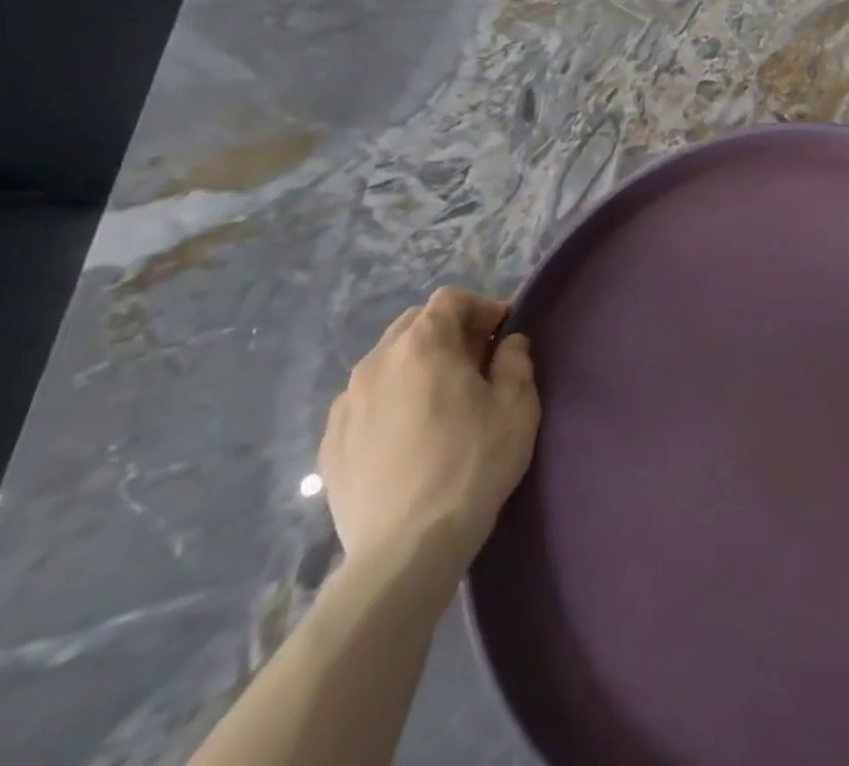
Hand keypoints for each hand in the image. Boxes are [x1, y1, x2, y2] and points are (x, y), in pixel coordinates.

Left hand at [319, 288, 540, 574]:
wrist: (405, 549)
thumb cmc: (472, 463)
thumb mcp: (517, 406)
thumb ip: (516, 361)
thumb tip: (509, 344)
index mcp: (423, 344)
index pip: (450, 300)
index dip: (481, 307)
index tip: (504, 332)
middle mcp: (377, 362)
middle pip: (414, 325)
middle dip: (448, 334)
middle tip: (476, 363)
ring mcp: (346, 404)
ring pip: (386, 364)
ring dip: (416, 367)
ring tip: (440, 401)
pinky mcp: (330, 445)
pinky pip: (365, 403)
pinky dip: (390, 402)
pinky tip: (408, 436)